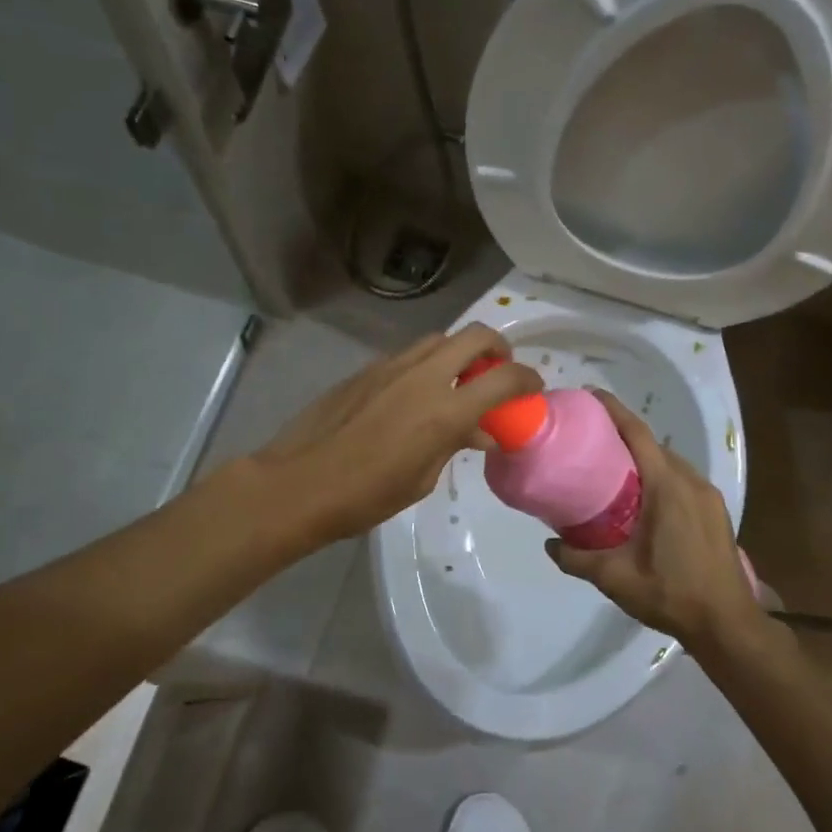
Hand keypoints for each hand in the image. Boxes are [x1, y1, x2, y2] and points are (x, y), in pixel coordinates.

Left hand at [254, 324, 543, 542]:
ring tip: (458, 382)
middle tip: (499, 370)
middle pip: (475, 335)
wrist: (299, 483)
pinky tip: (416, 395)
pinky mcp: (366, 370)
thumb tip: (478, 432)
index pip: (504, 378)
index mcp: (444, 409)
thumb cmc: (366, 496)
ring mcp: (391, 367)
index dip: (527, 379)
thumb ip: (454, 444)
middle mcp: (423, 375)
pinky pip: (408, 356)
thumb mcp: (422, 478)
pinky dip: (426, 365)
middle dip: (498, 347)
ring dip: (459, 353)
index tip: (533, 389)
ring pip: (439, 339)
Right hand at [546, 390, 762, 648]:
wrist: (727, 624)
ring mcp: (709, 496)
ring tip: (613, 470)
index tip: (591, 395)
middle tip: (591, 440)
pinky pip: (683, 480)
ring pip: (671, 463)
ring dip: (644, 459)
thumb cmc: (670, 594)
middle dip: (624, 435)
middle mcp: (691, 482)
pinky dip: (660, 477)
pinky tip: (644, 500)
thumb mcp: (615, 578)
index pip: (637, 435)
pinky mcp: (716, 512)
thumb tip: (549, 545)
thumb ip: (577, 559)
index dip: (614, 411)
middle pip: (654, 445)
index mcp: (666, 487)